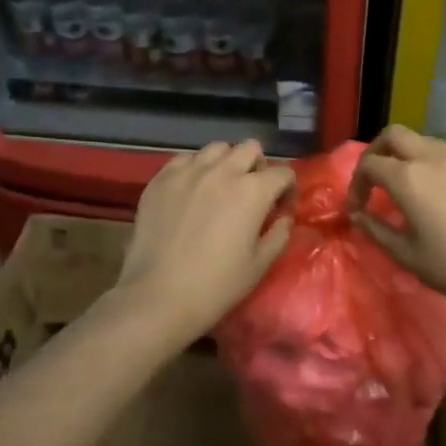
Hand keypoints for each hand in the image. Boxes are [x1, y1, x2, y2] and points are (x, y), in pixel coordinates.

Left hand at [111, 140, 295, 340]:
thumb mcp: (260, 265)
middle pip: (250, 148)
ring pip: (217, 148)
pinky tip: (191, 191)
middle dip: (258, 166)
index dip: (287, 189)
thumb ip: (279, 234)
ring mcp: (189, 172)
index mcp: (253, 191)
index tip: (281, 208)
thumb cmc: (216, 286)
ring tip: (221, 187)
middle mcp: (223, 171)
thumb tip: (282, 217)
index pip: (283, 172)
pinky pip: (184, 159)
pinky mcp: (161, 179)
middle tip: (253, 192)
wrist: (158, 297)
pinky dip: (194, 169)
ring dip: (226, 163)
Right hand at [349, 127, 445, 320]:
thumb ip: (376, 229)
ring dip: (414, 154)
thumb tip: (357, 214)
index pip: (369, 165)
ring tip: (418, 180)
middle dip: (378, 152)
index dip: (357, 184)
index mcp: (407, 179)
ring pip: (428, 139)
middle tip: (378, 177)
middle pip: (394, 136)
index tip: (360, 207)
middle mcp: (433, 157)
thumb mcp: (405, 255)